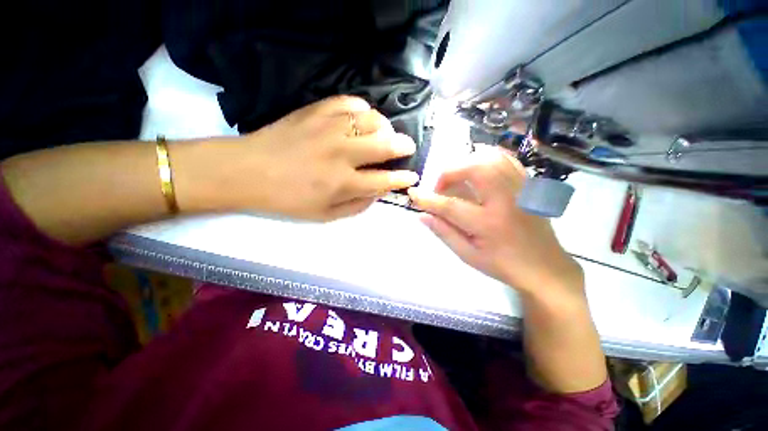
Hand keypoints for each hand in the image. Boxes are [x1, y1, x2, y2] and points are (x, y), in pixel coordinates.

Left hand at [189, 96, 418, 220]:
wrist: (248, 171)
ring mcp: (329, 128)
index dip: (403, 178)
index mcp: (343, 183)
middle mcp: (342, 153)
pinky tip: (362, 119)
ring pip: (373, 119)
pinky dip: (363, 110)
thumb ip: (356, 206)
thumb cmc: (288, 199)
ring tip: (385, 133)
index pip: (385, 180)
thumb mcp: (324, 216)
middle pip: (386, 144)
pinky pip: (350, 102)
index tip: (412, 176)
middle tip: (406, 147)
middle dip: (404, 146)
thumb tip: (378, 192)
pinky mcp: (317, 111)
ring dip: (386, 127)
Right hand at [408, 146, 582, 299]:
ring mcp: (520, 189)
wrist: (545, 267)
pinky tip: (476, 171)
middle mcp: (506, 200)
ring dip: (466, 163)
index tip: (413, 194)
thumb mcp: (468, 255)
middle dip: (449, 173)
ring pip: (491, 158)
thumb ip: (444, 233)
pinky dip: (485, 159)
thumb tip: (422, 216)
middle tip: (440, 188)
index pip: (450, 205)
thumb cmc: (503, 265)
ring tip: (456, 179)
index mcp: (488, 224)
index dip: (427, 199)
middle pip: (474, 168)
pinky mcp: (527, 185)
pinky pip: (505, 160)